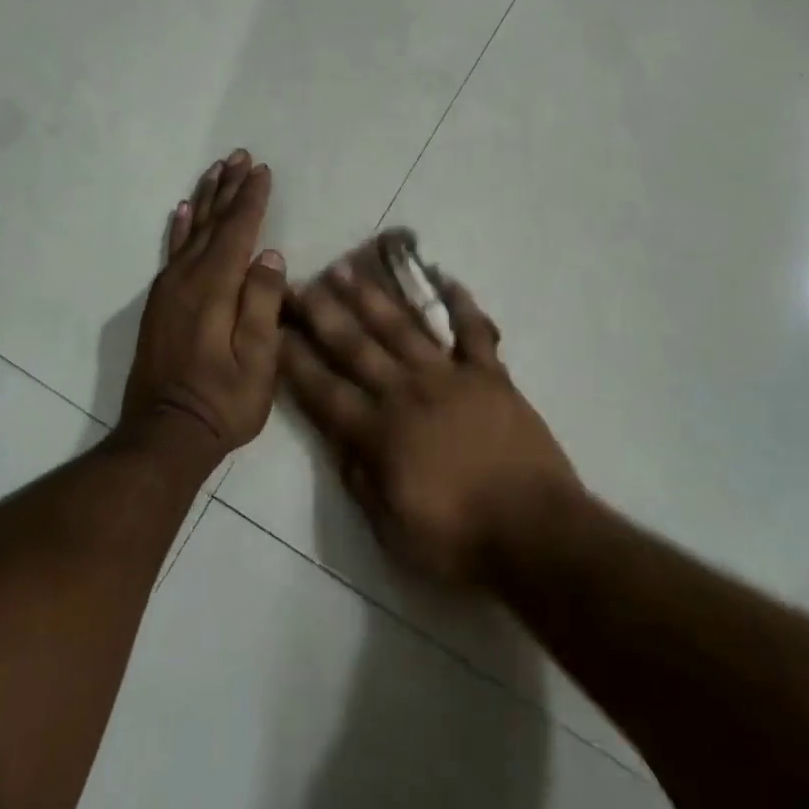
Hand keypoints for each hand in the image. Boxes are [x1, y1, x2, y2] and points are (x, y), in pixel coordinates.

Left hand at [120, 150, 287, 462]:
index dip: (252, 200)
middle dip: (229, 188)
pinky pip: (171, 253)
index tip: (263, 171)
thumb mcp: (259, 361)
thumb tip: (270, 256)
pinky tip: (182, 211)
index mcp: (214, 289)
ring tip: (216, 170)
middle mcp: (186, 280)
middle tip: (240, 156)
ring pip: (190, 231)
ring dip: (205, 199)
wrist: (165, 435)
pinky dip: (178, 228)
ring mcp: (168, 291)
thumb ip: (262, 304)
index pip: (237, 232)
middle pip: (211, 223)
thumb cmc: (223, 402)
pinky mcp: (160, 304)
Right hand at [281, 258, 579, 585]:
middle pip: (357, 346)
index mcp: (379, 433)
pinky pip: (474, 331)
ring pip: (404, 327)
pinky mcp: (491, 375)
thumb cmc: (458, 540)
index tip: (274, 328)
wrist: (534, 531)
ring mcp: (451, 378)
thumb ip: (360, 480)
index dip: (296, 359)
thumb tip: (338, 442)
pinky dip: (462, 303)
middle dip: (324, 313)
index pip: (324, 390)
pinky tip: (446, 277)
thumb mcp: (392, 529)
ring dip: (374, 297)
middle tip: (300, 281)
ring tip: (349, 268)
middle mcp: (407, 393)